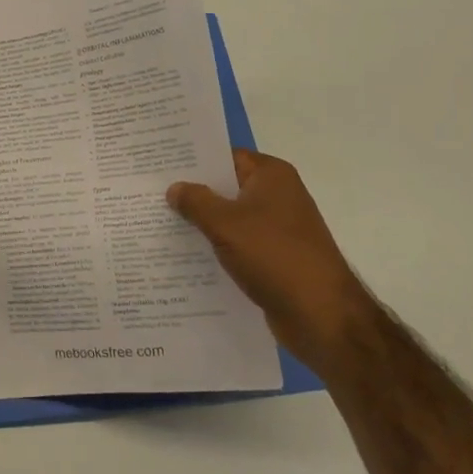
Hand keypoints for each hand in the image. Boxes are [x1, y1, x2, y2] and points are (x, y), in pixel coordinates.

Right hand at [167, 150, 362, 333]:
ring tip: (159, 224)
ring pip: (230, 218)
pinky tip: (186, 257)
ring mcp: (278, 228)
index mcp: (271, 175)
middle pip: (226, 187)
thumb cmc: (274, 256)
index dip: (193, 161)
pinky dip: (217, 248)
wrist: (321, 316)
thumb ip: (196, 201)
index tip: (159, 166)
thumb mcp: (225, 224)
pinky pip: (238, 244)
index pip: (225, 157)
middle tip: (151, 194)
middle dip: (192, 193)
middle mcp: (277, 195)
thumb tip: (175, 188)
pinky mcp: (276, 258)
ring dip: (202, 223)